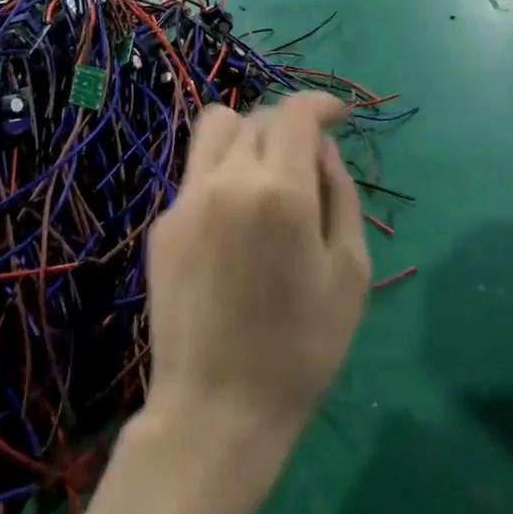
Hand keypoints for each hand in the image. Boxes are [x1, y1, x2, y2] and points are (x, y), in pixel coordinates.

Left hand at [147, 93, 369, 437]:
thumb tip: (323, 150)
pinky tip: (234, 226)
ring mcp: (187, 199)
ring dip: (247, 136)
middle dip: (288, 126)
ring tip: (266, 176)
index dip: (320, 103)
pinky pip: (197, 173)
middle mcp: (227, 179)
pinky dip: (223, 175)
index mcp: (279, 190)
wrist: (216, 410)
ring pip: (216, 129)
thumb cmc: (301, 348)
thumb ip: (341, 195)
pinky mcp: (163, 224)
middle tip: (307, 161)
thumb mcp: (349, 272)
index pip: (295, 113)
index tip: (337, 114)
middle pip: (256, 117)